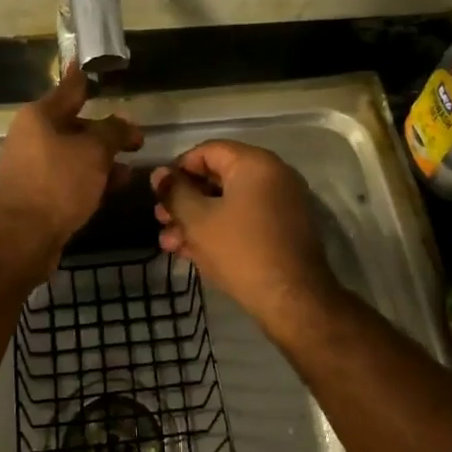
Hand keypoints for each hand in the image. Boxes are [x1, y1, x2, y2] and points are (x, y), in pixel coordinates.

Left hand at [0, 64, 142, 268]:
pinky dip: (89, 179)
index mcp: (39, 116)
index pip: (70, 88)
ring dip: (101, 161)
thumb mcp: (95, 152)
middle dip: (106, 133)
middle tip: (136, 140)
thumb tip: (123, 125)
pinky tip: (112, 189)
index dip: (85, 77)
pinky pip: (68, 177)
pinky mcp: (35, 193)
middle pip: (75, 125)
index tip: (92, 64)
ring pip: (73, 154)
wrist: (22, 238)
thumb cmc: (58, 184)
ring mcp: (30, 166)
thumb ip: (113, 132)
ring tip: (129, 171)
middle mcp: (30, 136)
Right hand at [151, 141, 336, 329]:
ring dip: (196, 219)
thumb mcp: (198, 220)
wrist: (292, 300)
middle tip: (160, 220)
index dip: (178, 169)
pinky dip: (219, 230)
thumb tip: (159, 174)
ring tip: (169, 243)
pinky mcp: (283, 230)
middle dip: (184, 200)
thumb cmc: (240, 251)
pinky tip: (192, 252)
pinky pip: (244, 219)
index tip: (158, 193)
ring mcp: (281, 203)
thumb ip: (175, 193)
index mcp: (255, 163)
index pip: (207, 151)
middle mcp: (273, 175)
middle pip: (217, 177)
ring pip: (228, 203)